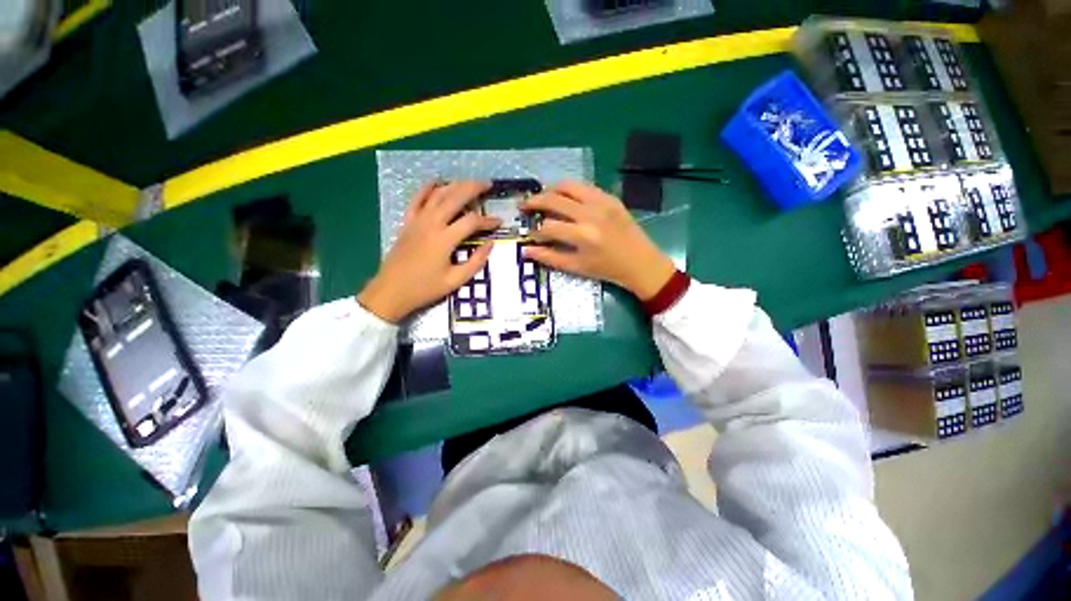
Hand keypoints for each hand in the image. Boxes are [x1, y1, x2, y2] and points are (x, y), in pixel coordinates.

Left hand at [358, 181, 500, 322]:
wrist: (390, 291)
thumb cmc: (425, 288)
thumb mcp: (455, 281)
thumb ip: (475, 262)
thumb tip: (490, 244)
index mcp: (444, 239)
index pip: (472, 221)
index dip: (488, 220)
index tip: (499, 222)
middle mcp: (431, 224)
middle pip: (454, 198)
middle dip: (473, 188)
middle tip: (488, 184)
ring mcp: (417, 221)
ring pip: (437, 194)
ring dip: (455, 185)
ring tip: (469, 182)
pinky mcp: (407, 222)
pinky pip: (417, 199)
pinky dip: (428, 188)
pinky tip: (437, 182)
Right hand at [522, 181, 675, 300]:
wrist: (640, 262)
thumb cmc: (607, 269)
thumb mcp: (576, 267)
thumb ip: (549, 258)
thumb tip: (526, 250)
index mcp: (581, 235)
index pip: (547, 226)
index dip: (534, 230)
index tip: (530, 233)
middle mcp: (589, 213)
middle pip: (553, 199)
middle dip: (534, 201)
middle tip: (524, 205)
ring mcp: (601, 202)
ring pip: (568, 185)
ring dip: (550, 189)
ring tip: (542, 197)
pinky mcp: (610, 197)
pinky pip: (584, 186)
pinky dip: (569, 189)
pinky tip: (564, 197)